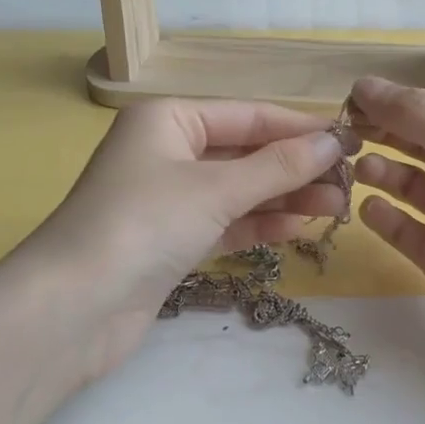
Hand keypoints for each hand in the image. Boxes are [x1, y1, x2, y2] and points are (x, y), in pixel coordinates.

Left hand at [4, 98, 354, 384]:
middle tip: (350, 182)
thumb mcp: (216, 188)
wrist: (74, 308)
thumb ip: (278, 166)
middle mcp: (166, 152)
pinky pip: (225, 222)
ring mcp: (167, 199)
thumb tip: (332, 142)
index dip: (300, 128)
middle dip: (296, 167)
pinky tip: (297, 226)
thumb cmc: (143, 224)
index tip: (350, 141)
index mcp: (168, 119)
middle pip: (245, 153)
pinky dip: (259, 223)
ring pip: (238, 190)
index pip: (248, 115)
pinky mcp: (170, 241)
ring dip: (285, 197)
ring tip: (338, 207)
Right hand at [349, 76, 424, 379]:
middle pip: (416, 142)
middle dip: (382, 133)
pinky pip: (403, 228)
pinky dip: (384, 217)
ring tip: (361, 170)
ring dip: (381, 172)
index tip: (347, 99)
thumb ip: (419, 117)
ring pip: (406, 184)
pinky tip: (371, 209)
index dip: (391, 101)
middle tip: (342, 134)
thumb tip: (365, 84)